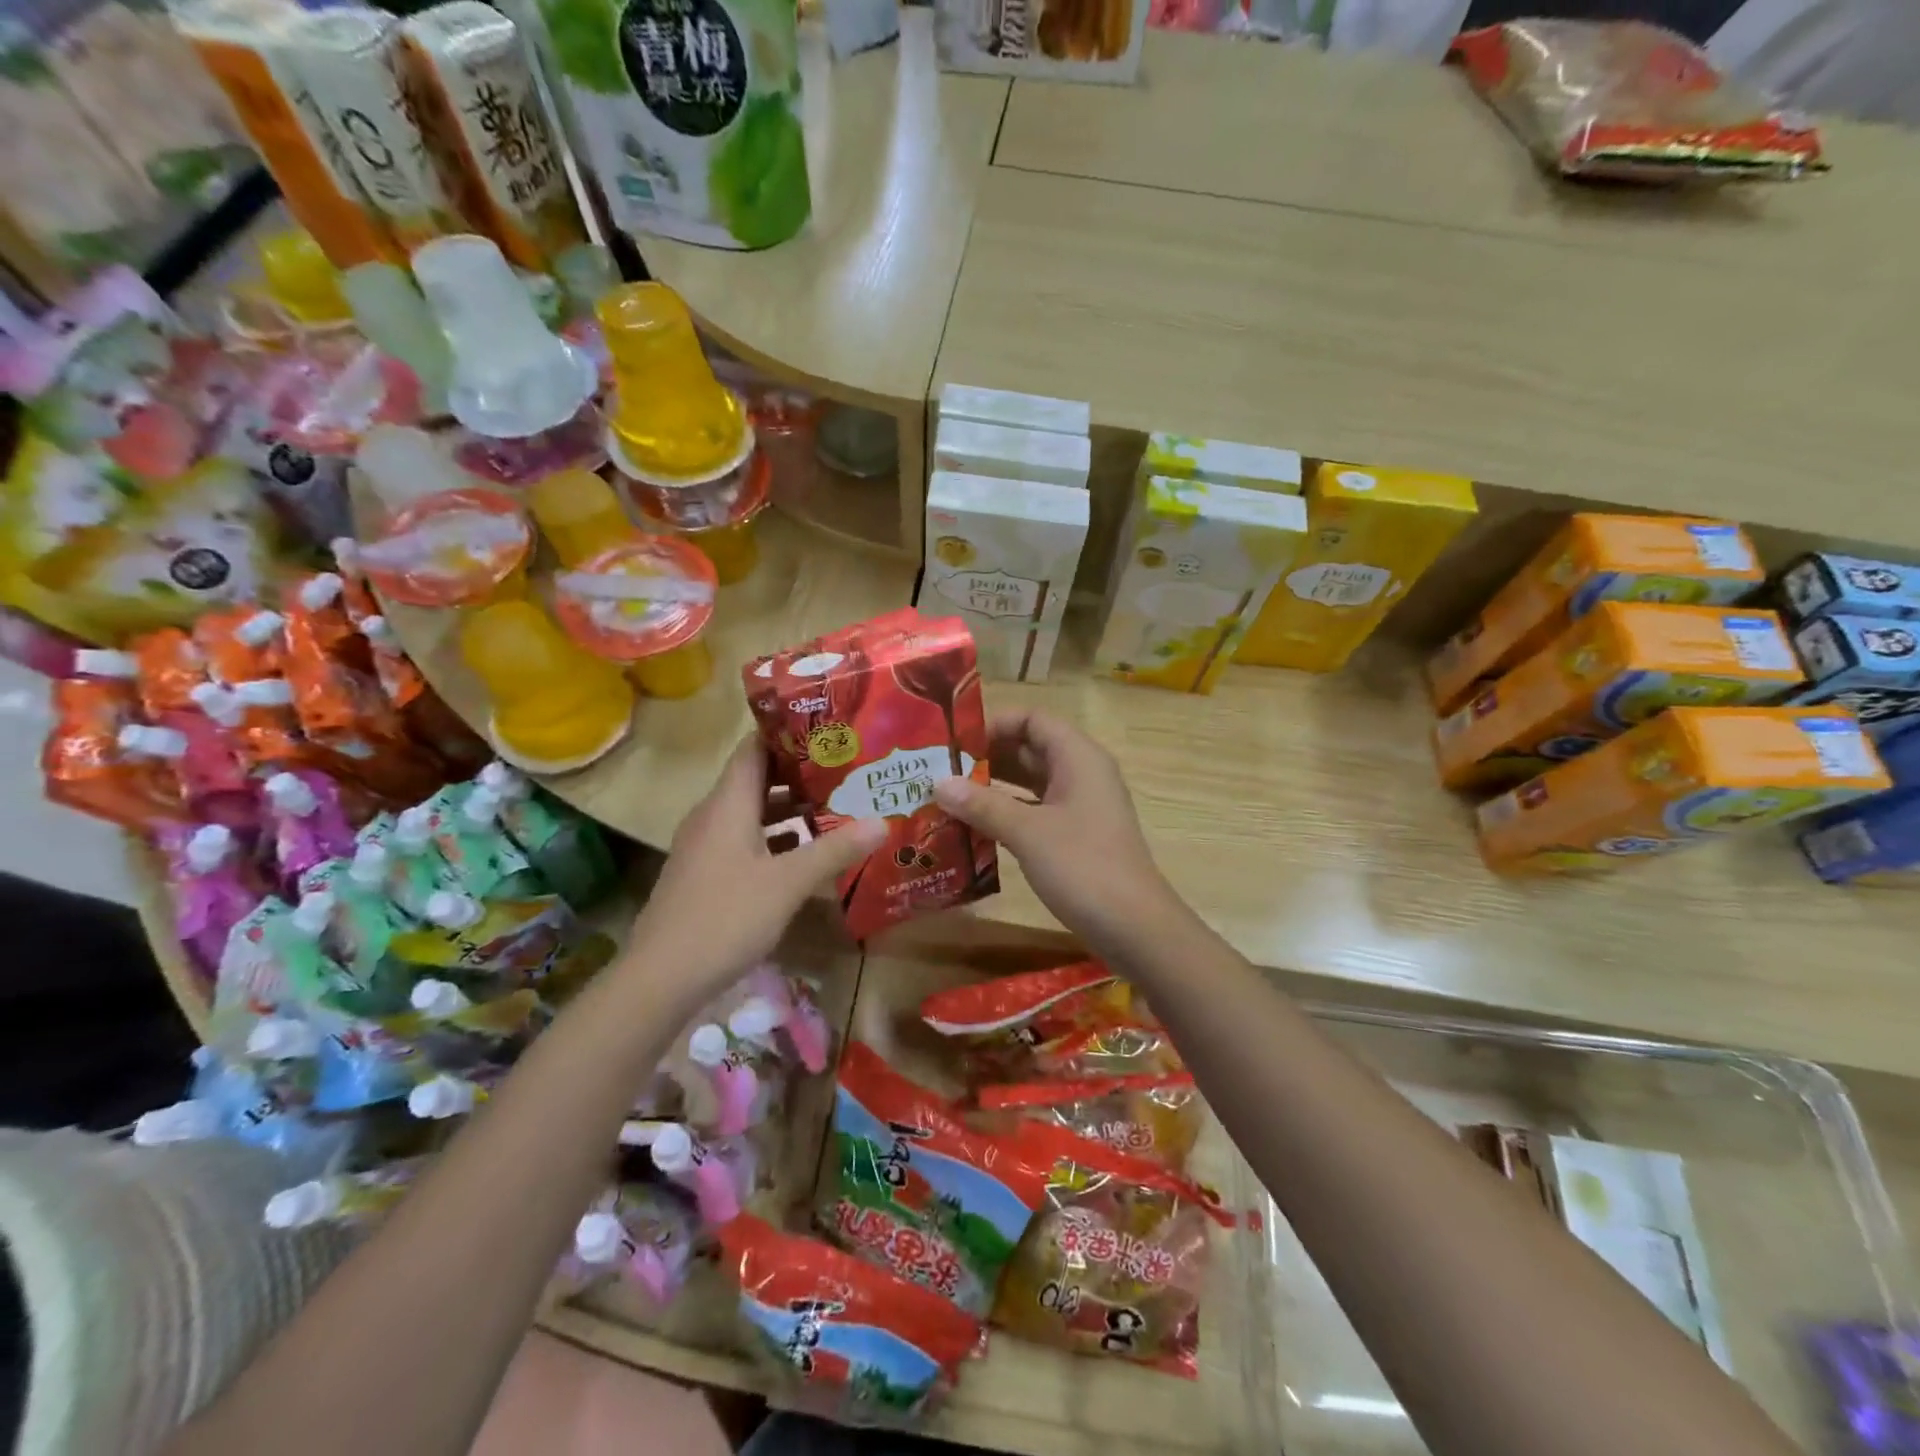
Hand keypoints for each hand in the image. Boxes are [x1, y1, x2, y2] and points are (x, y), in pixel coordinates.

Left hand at [626, 738, 884, 1003]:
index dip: (788, 733)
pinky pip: (745, 841)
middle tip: (847, 770)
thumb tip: (883, 821)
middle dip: (801, 774)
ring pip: (753, 814)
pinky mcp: (706, 874)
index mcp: (728, 804)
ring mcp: (706, 847)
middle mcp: (713, 816)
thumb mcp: (788, 883)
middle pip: (757, 779)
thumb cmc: (726, 917)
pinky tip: (806, 856)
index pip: (755, 748)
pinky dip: (776, 840)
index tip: (829, 729)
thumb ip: (835, 850)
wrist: (661, 977)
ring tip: (837, 808)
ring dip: (791, 810)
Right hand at [933, 709, 1180, 952]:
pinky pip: (1036, 810)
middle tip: (940, 770)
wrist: (1134, 926)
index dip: (994, 724)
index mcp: (1078, 757)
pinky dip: (1007, 812)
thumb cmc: (1082, 866)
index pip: (1032, 719)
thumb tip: (938, 783)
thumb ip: (982, 805)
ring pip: (1031, 782)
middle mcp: (1082, 773)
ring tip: (948, 796)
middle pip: (1029, 748)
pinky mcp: (1076, 834)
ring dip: (993, 786)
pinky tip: (974, 826)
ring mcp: (1081, 805)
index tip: (955, 742)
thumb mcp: (1027, 832)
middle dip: (986, 757)